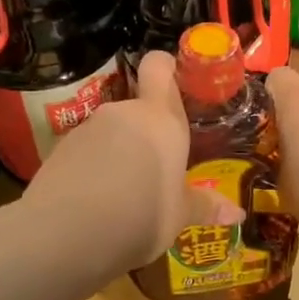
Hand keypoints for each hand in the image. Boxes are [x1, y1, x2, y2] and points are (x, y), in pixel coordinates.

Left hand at [27, 51, 241, 270]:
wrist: (65, 233)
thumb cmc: (141, 216)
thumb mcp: (178, 216)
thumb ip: (204, 207)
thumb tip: (239, 214)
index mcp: (161, 119)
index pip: (159, 66)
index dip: (166, 67)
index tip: (175, 82)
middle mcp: (124, 113)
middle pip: (138, 110)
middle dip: (146, 134)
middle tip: (157, 170)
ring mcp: (87, 129)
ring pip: (111, 133)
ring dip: (118, 154)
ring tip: (125, 195)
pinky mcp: (59, 150)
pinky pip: (85, 153)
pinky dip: (92, 170)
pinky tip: (95, 203)